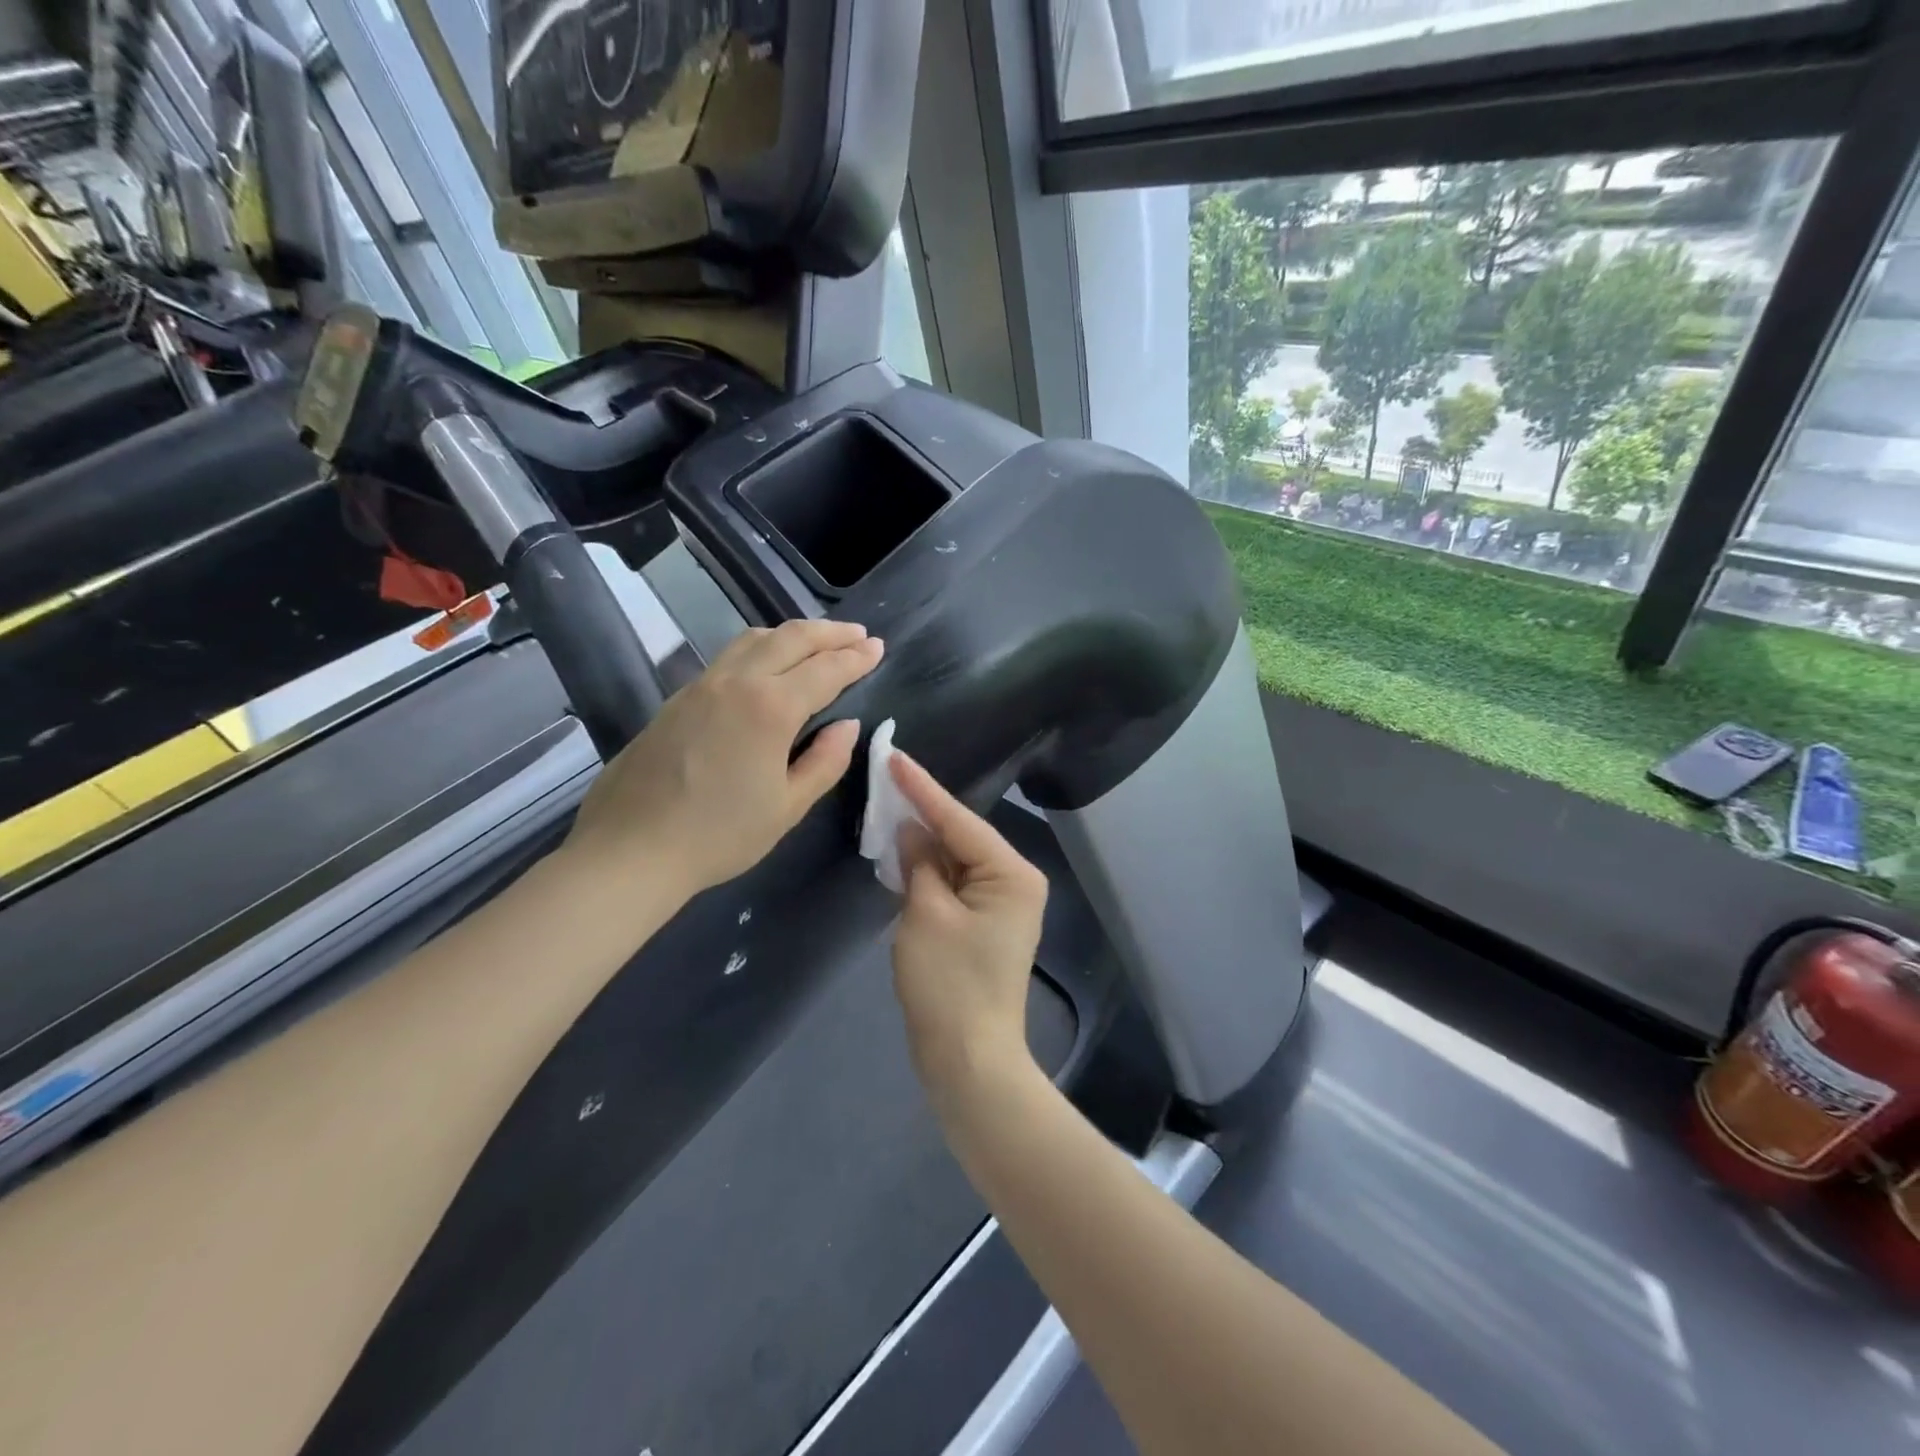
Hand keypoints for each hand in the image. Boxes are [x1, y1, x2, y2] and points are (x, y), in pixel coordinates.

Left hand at [565, 619, 883, 899]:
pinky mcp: (678, 698)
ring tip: (818, 641)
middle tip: (859, 635)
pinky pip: (730, 655)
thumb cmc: (719, 836)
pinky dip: (762, 647)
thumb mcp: (787, 807)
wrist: (630, 849)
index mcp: (770, 708)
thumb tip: (847, 726)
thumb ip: (825, 761)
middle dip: (830, 633)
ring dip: (793, 633)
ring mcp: (702, 685)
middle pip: (791, 638)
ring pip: (754, 639)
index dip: (856, 658)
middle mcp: (736, 682)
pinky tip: (768, 664)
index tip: (879, 648)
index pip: (825, 670)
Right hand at [889, 751, 1047, 1108]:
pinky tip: (902, 854)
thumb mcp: (925, 914)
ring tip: (887, 806)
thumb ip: (919, 863)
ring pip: (955, 860)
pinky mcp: (984, 925)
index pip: (959, 819)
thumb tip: (911, 829)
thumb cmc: (948, 984)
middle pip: (961, 836)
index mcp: (1011, 873)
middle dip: (922, 812)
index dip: (922, 789)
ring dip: (922, 843)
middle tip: (885, 778)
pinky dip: (928, 872)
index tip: (894, 756)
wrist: (968, 1060)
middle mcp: (1014, 882)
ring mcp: (1001, 905)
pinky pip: (953, 884)